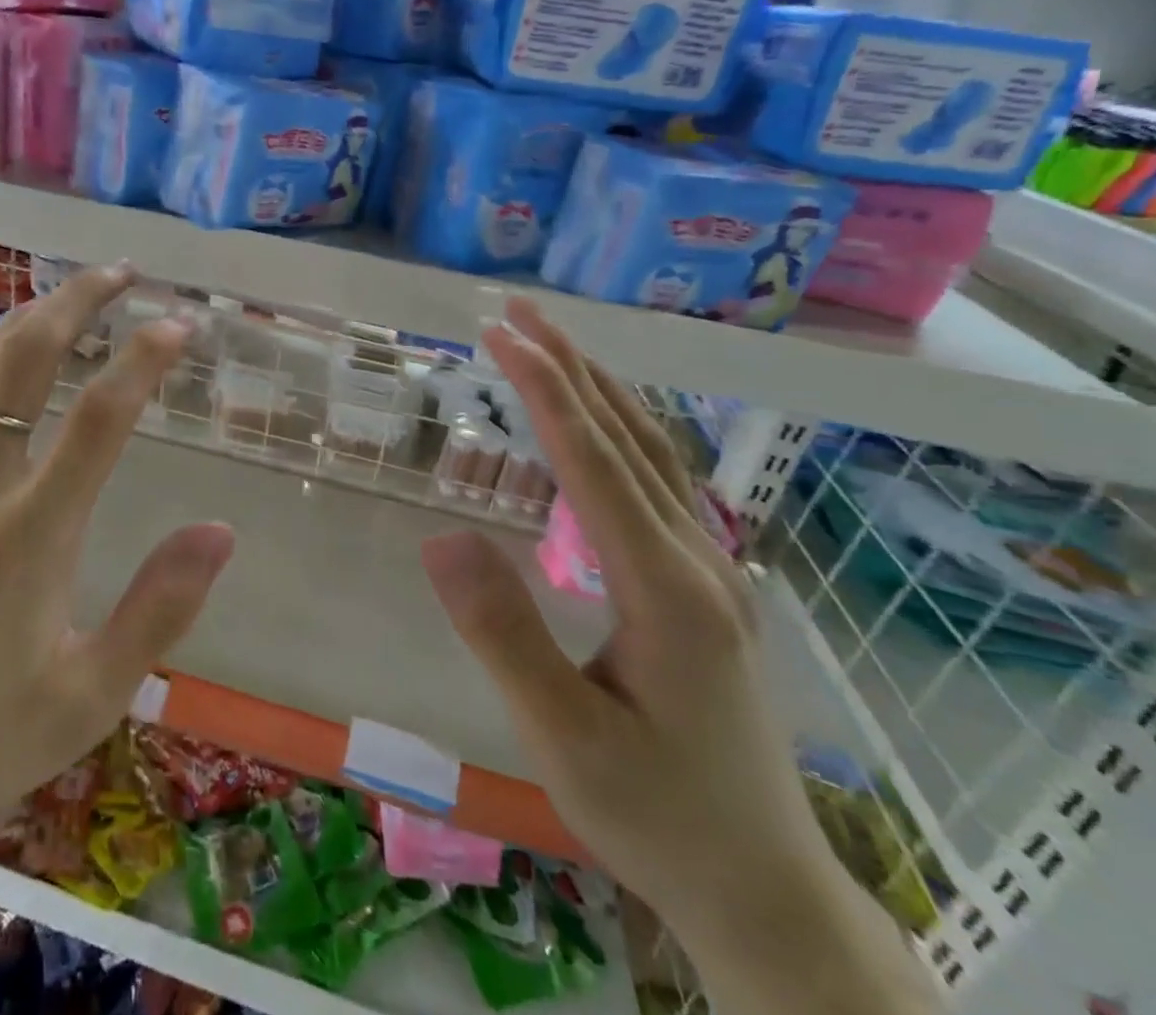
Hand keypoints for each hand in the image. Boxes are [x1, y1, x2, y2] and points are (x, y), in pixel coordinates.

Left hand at [0, 263, 233, 854]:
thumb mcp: (87, 697)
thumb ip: (159, 609)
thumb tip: (220, 532)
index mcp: (31, 535)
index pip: (100, 419)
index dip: (143, 360)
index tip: (178, 324)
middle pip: (25, 362)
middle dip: (76, 302)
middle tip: (119, 272)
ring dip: (22, 321)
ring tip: (62, 299)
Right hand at [420, 298, 841, 939]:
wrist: (760, 888)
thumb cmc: (653, 813)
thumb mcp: (565, 737)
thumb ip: (504, 634)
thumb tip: (441, 536)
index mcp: (668, 590)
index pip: (597, 465)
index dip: (546, 393)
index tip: (501, 336)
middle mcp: (700, 562)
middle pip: (631, 440)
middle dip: (571, 368)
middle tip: (517, 312)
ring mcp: (712, 571)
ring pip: (654, 455)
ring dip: (600, 389)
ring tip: (551, 343)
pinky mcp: (706, 586)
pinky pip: (661, 482)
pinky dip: (622, 429)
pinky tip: (599, 424)